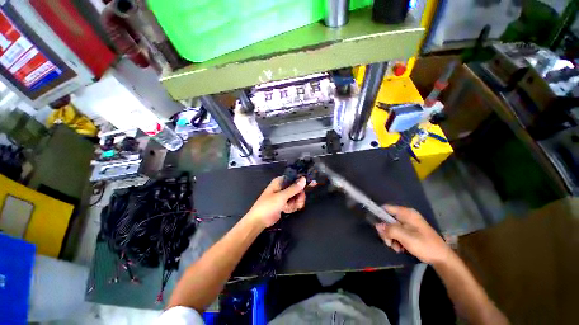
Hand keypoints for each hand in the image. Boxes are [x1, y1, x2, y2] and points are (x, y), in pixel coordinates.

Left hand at [245, 176, 306, 228]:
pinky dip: (292, 207)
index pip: (294, 178)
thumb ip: (294, 188)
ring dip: (295, 204)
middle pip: (298, 188)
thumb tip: (304, 179)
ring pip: (297, 197)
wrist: (259, 221)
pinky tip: (286, 210)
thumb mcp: (281, 197)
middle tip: (298, 202)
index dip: (303, 181)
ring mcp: (284, 196)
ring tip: (288, 208)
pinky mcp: (285, 204)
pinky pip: (294, 203)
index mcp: (280, 181)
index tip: (313, 184)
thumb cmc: (268, 206)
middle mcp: (283, 187)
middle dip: (299, 197)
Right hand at [375, 205, 452, 264]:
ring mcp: (407, 223)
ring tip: (397, 247)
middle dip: (386, 231)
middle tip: (389, 242)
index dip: (379, 215)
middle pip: (387, 219)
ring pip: (390, 227)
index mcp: (406, 213)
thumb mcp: (406, 237)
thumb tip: (377, 225)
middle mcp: (405, 216)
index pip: (386, 208)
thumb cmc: (425, 245)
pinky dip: (396, 240)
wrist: (441, 258)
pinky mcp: (409, 231)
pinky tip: (400, 248)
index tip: (377, 227)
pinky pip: (396, 232)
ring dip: (391, 237)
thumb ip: (390, 230)